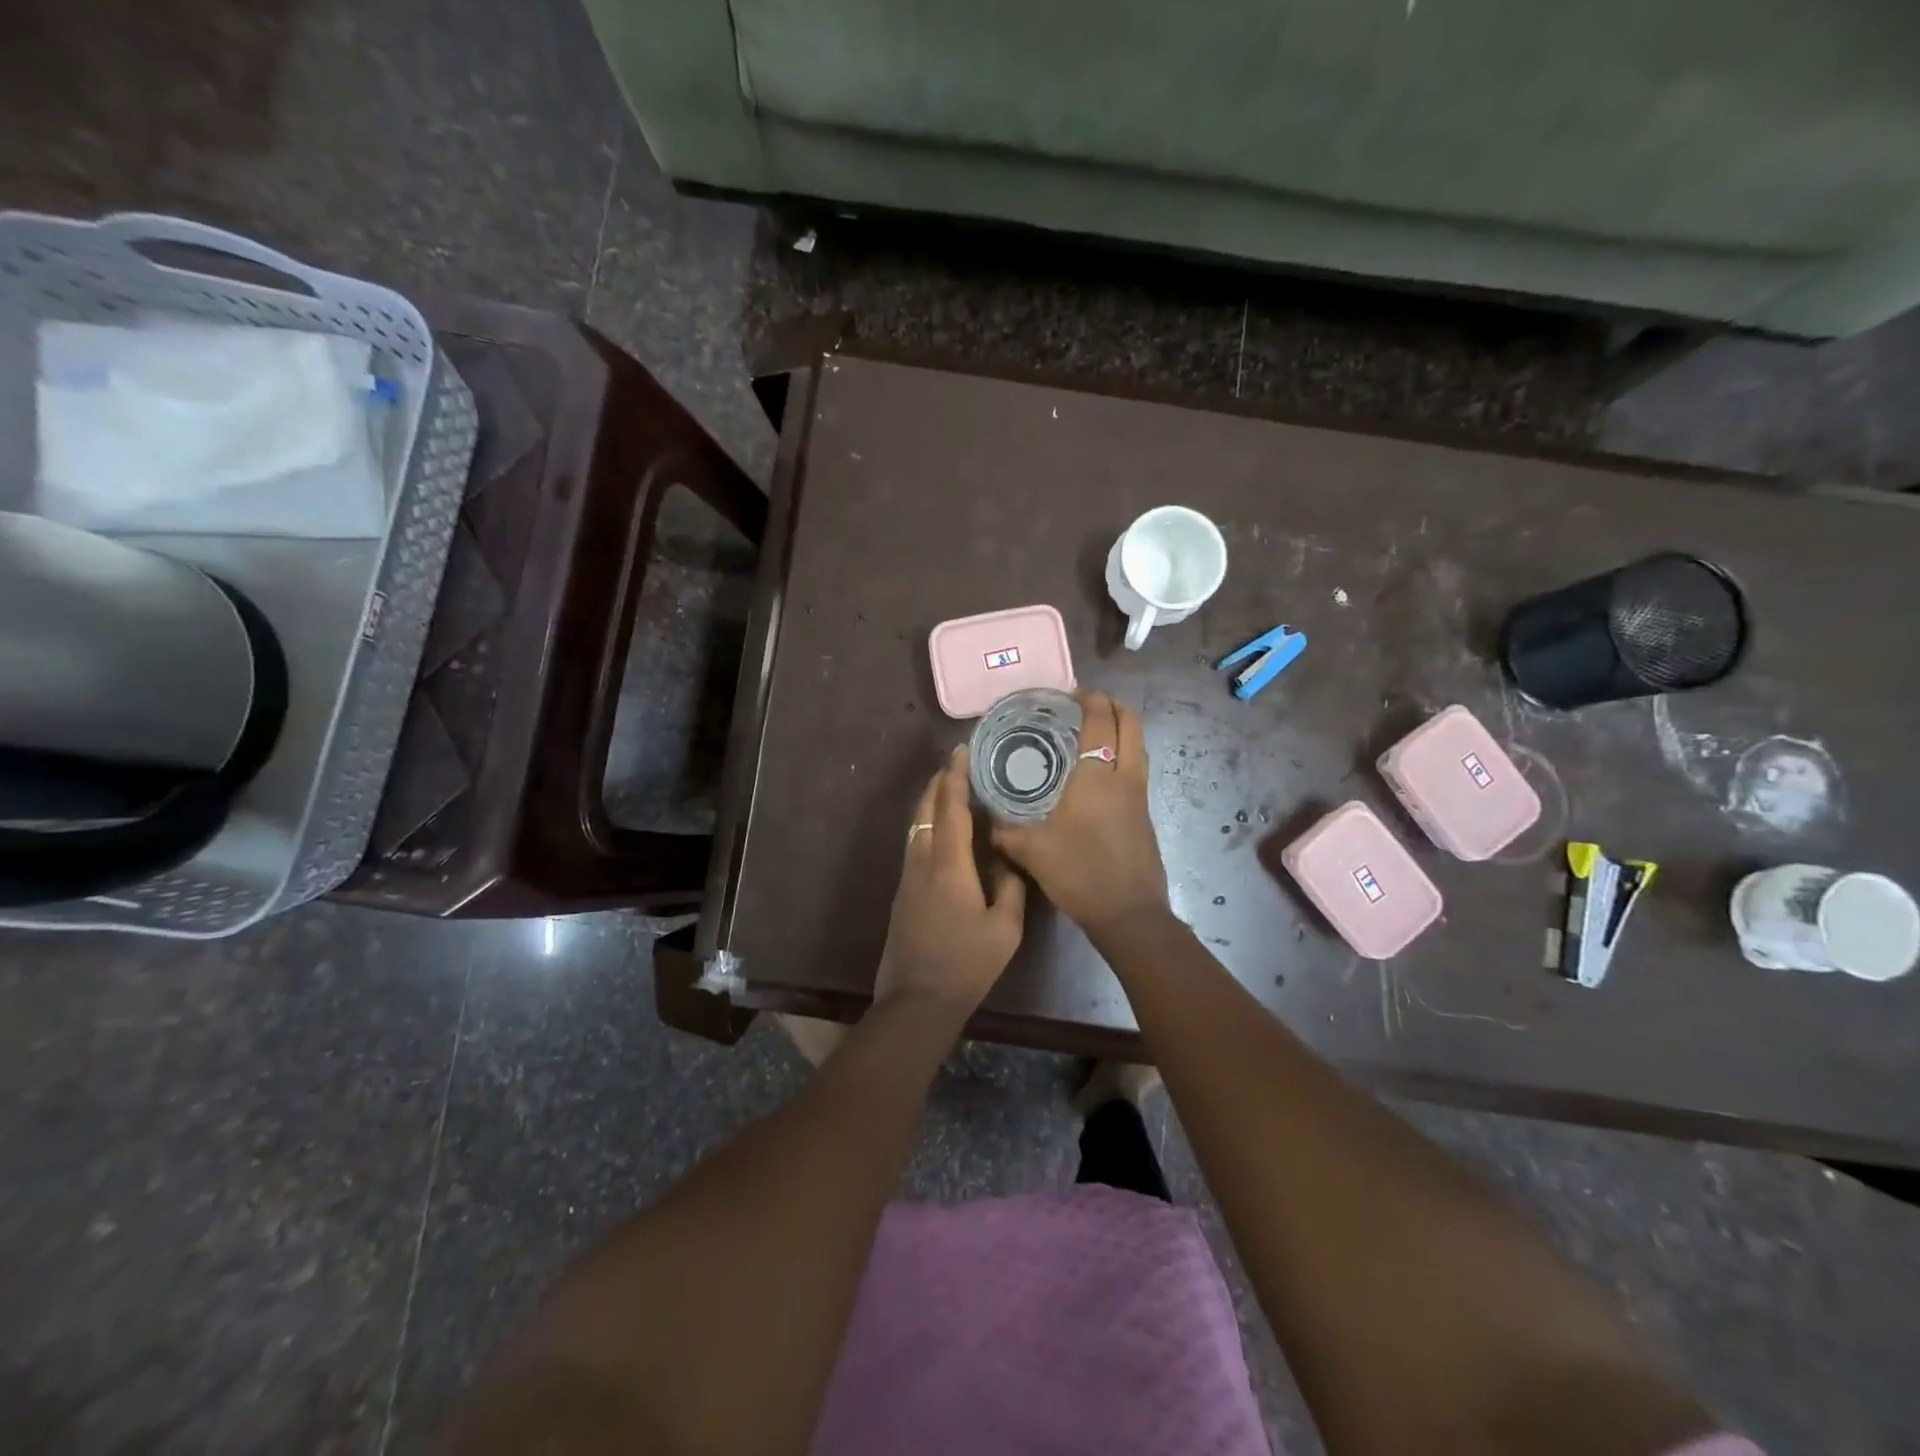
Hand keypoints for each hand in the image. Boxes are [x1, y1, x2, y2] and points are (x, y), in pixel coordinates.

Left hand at [874, 747, 1027, 1012]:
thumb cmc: (966, 965)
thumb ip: (1010, 886)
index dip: (955, 777)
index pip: (950, 809)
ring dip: (931, 802)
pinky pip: (915, 844)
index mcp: (948, 866)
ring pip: (916, 826)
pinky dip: (928, 824)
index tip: (961, 751)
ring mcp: (908, 877)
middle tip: (957, 762)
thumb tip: (1007, 857)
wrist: (917, 1000)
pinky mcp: (903, 892)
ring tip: (950, 788)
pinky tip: (943, 830)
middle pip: (925, 810)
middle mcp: (922, 862)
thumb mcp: (1005, 929)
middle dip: (939, 782)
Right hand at [991, 690, 1169, 939]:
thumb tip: (986, 819)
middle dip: (1113, 705)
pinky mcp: (1145, 814)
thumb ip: (1005, 831)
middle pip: (1131, 723)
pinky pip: (1138, 768)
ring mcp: (1140, 795)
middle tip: (1087, 704)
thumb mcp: (1031, 851)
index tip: (1071, 693)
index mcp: (1096, 776)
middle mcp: (1124, 777)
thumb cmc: (1080, 873)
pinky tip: (1100, 773)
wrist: (1128, 913)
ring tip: (1094, 732)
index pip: (1100, 720)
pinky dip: (1124, 754)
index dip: (1089, 699)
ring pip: (1140, 745)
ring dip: (1122, 729)